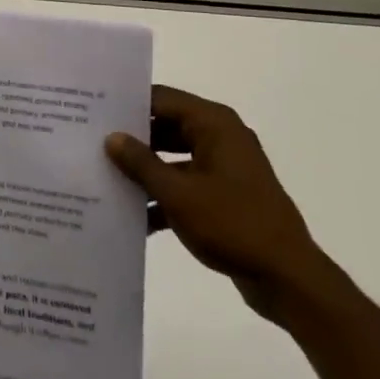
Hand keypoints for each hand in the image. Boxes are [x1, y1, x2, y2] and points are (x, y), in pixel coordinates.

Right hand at [106, 85, 329, 327]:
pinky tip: (133, 217)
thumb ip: (142, 163)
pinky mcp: (226, 196)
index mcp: (214, 124)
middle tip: (91, 143)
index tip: (93, 111)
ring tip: (104, 177)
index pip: (162, 99)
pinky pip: (186, 184)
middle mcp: (220, 137)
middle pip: (167, 126)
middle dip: (133, 139)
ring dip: (145, 171)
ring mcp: (225, 167)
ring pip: (174, 157)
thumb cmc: (233, 225)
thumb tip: (112, 137)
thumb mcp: (178, 194)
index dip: (128, 104)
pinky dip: (164, 196)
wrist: (288, 279)